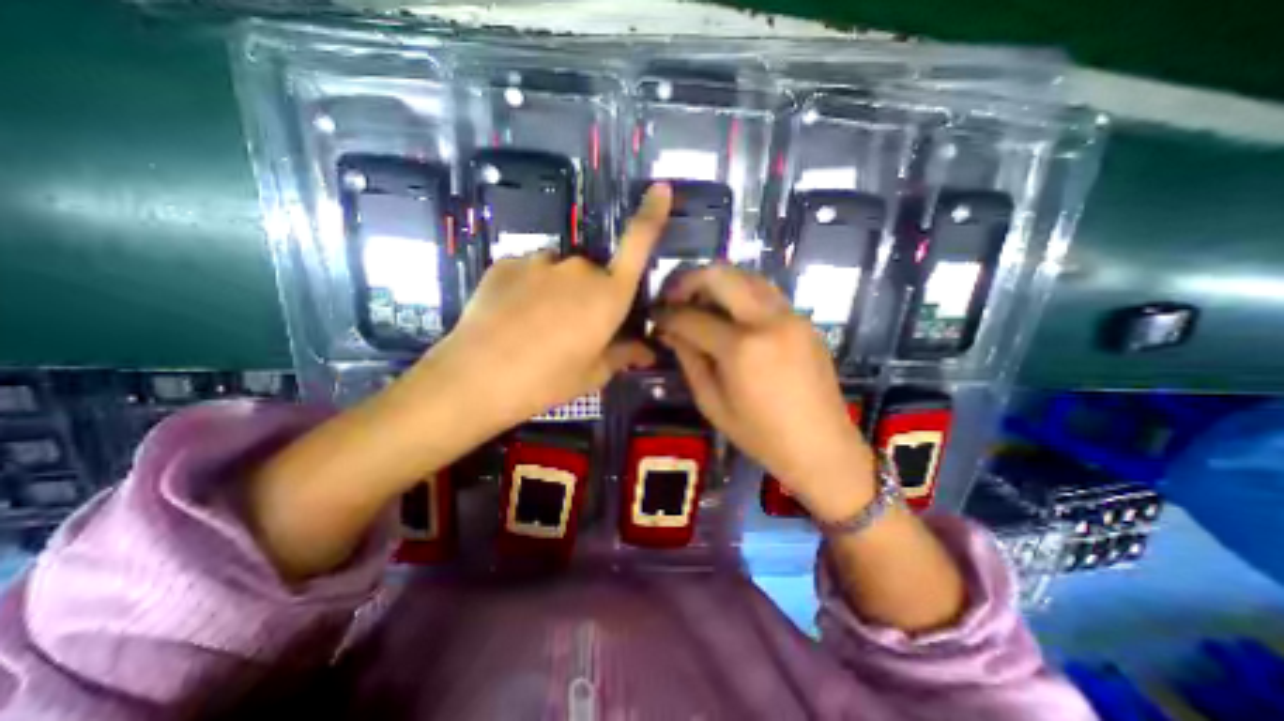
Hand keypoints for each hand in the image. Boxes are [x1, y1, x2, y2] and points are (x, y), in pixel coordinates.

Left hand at [407, 182, 672, 429]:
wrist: (476, 378)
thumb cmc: (547, 380)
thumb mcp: (592, 374)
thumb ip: (622, 355)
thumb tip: (647, 352)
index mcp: (609, 295)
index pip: (638, 244)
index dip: (652, 214)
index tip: (660, 188)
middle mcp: (579, 268)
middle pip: (595, 273)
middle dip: (590, 295)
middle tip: (572, 329)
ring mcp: (540, 261)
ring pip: (561, 272)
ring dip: (558, 291)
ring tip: (537, 326)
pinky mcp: (507, 262)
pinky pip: (531, 271)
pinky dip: (529, 288)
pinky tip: (513, 316)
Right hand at [656, 265, 876, 522]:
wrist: (822, 446)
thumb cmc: (761, 435)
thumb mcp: (712, 403)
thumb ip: (689, 359)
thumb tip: (670, 330)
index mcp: (742, 348)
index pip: (692, 316)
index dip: (666, 314)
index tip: (654, 316)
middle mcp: (768, 320)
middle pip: (721, 275)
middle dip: (689, 281)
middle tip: (674, 298)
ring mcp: (791, 315)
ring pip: (747, 276)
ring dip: (717, 282)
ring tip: (700, 302)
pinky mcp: (803, 319)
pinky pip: (765, 292)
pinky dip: (740, 292)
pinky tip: (730, 313)